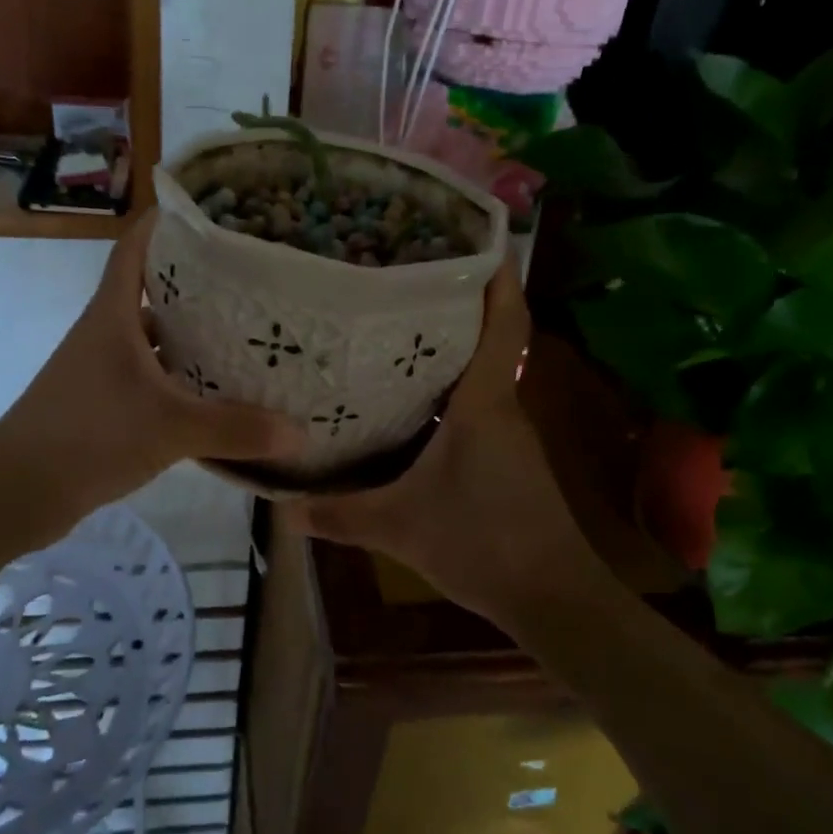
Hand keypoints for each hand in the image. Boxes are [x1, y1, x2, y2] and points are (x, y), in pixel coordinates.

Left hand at [0, 210, 305, 518]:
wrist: (16, 492)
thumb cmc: (89, 436)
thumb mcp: (170, 428)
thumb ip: (235, 429)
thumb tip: (300, 433)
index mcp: (113, 314)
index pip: (136, 247)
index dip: (167, 223)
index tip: (213, 214)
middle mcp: (106, 332)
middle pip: (152, 290)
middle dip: (197, 281)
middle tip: (252, 279)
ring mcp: (102, 369)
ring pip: (153, 338)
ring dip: (191, 334)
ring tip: (245, 333)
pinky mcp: (104, 403)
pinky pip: (150, 377)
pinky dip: (180, 378)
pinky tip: (216, 393)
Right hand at [288, 262, 593, 625]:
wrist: (552, 597)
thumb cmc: (482, 543)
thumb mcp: (399, 527)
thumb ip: (339, 514)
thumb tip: (280, 509)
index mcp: (483, 403)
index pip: (503, 323)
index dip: (498, 275)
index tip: (478, 235)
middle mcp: (500, 405)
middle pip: (487, 336)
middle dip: (456, 300)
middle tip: (404, 273)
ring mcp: (507, 432)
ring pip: (478, 371)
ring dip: (448, 345)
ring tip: (394, 324)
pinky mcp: (506, 456)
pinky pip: (475, 403)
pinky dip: (448, 386)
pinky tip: (409, 397)